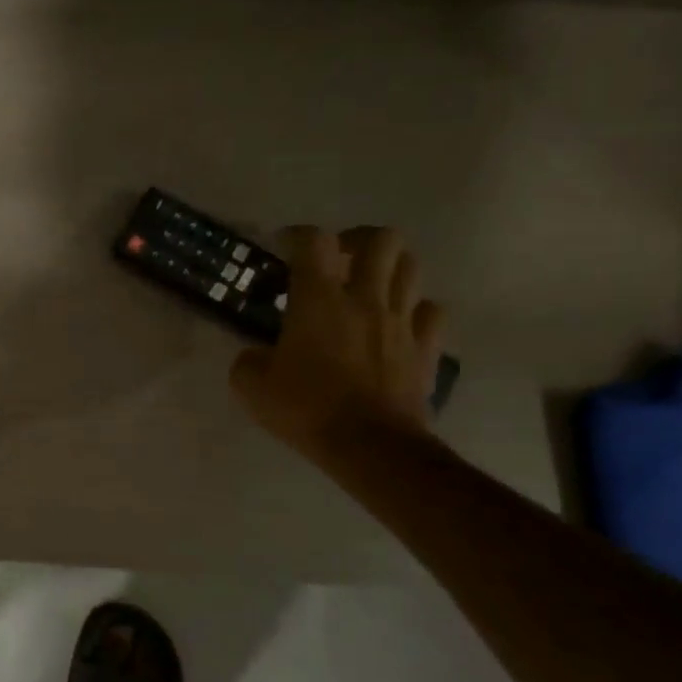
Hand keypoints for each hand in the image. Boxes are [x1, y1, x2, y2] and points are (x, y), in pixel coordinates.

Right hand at [229, 226, 444, 460]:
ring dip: (389, 267)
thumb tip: (257, 355)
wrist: (370, 446)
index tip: (284, 246)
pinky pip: (431, 311)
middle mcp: (365, 298)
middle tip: (338, 259)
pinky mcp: (426, 348)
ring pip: (411, 266)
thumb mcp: (251, 386)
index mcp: (318, 300)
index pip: (313, 241)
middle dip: (358, 239)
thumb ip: (249, 360)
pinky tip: (397, 322)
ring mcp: (401, 321)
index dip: (297, 235)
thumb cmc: (305, 408)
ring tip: (369, 285)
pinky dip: (415, 308)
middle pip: (381, 239)